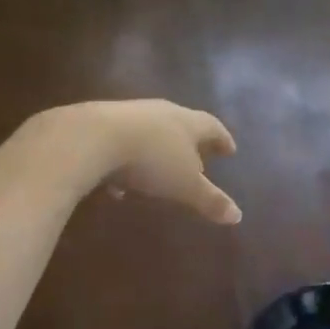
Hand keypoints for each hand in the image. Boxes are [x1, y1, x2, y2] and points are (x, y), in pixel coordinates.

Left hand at [31, 100, 241, 223]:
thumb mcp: (185, 186)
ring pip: (149, 133)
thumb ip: (210, 200)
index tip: (230, 150)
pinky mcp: (100, 124)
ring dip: (156, 152)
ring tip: (158, 173)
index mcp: (187, 122)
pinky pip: (120, 144)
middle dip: (189, 142)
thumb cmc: (151, 160)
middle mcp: (161, 112)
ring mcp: (129, 114)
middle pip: (181, 124)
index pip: (212, 127)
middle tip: (198, 157)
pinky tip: (118, 185)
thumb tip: (238, 216)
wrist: (91, 138)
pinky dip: (126, 162)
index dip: (223, 139)